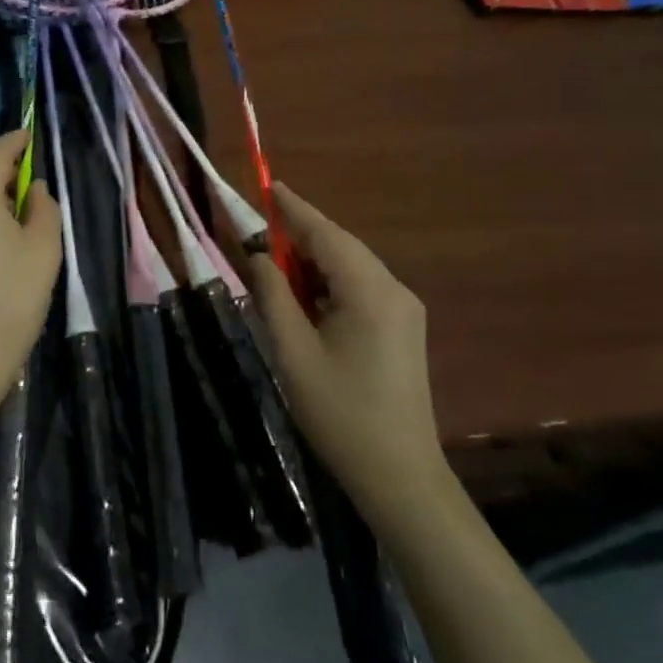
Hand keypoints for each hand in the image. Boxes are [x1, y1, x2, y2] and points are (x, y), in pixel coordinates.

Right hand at [248, 182, 444, 523]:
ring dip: (314, 262)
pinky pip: (361, 287)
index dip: (294, 209)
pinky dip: (331, 282)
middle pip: (341, 246)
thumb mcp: (293, 352)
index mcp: (370, 291)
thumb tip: (259, 256)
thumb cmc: (340, 414)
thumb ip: (273, 295)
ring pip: (351, 266)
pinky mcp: (403, 327)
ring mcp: (403, 308)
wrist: (400, 476)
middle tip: (260, 236)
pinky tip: (307, 297)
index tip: (268, 185)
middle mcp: (393, 289)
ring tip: (276, 268)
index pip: (326, 234)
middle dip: (301, 237)